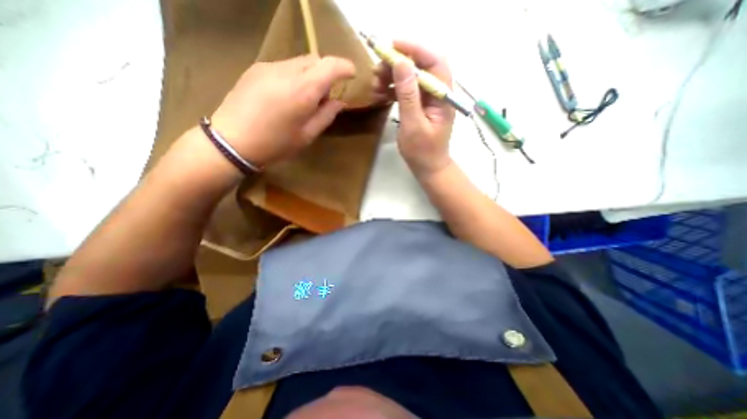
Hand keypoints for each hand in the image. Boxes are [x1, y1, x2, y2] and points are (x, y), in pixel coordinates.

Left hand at [210, 53, 354, 166]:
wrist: (232, 141)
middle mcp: (287, 71)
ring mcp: (268, 67)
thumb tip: (339, 102)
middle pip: (315, 60)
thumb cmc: (275, 144)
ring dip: (310, 75)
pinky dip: (294, 76)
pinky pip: (284, 66)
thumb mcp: (307, 135)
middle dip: (327, 73)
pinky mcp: (256, 68)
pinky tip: (287, 96)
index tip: (352, 75)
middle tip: (325, 97)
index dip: (345, 67)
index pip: (330, 65)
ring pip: (299, 62)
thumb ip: (326, 116)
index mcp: (303, 90)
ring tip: (305, 99)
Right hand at [374, 42, 455, 177]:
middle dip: (399, 64)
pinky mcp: (420, 106)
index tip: (392, 46)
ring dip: (393, 76)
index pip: (434, 62)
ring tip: (375, 83)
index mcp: (443, 96)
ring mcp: (428, 99)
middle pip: (421, 67)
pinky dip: (393, 88)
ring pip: (411, 78)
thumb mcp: (413, 124)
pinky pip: (406, 90)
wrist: (428, 168)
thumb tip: (402, 63)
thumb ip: (408, 95)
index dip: (415, 49)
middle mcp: (438, 93)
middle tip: (377, 70)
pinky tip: (381, 92)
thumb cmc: (423, 151)